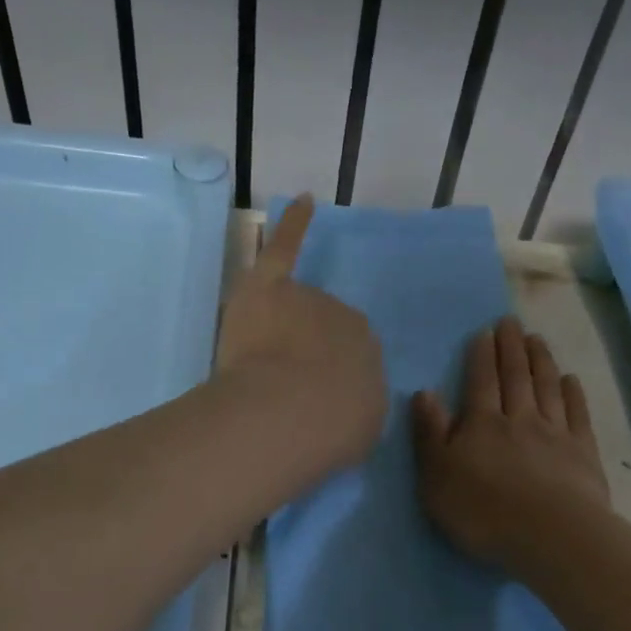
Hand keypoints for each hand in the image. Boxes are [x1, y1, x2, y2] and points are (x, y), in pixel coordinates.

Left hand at [217, 195, 385, 476]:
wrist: (290, 413)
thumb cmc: (332, 428)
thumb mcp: (362, 424)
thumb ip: (354, 403)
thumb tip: (341, 398)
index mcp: (368, 349)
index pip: (347, 353)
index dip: (326, 376)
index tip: (313, 400)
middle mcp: (343, 316)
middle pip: (319, 329)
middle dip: (305, 354)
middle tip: (286, 392)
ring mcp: (306, 298)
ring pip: (292, 310)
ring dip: (280, 334)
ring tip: (262, 372)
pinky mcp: (268, 286)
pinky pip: (285, 248)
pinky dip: (294, 225)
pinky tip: (305, 202)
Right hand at [411, 316, 610, 576]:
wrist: (549, 535)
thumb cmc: (482, 511)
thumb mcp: (437, 477)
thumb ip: (430, 434)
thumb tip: (424, 393)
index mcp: (482, 424)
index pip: (480, 381)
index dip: (482, 355)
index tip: (485, 332)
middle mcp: (519, 419)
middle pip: (515, 377)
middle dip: (511, 347)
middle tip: (511, 322)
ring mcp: (555, 433)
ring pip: (546, 387)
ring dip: (541, 360)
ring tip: (537, 339)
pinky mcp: (582, 452)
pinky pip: (577, 414)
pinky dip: (573, 393)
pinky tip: (570, 380)